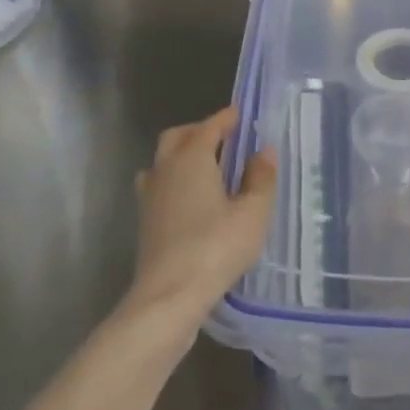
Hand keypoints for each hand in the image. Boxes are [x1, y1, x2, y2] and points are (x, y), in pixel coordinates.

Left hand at [131, 107, 276, 319]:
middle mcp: (166, 169)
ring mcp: (150, 196)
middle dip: (199, 131)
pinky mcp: (145, 221)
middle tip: (224, 138)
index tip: (240, 114)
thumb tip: (264, 151)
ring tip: (207, 167)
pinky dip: (174, 180)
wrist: (169, 296)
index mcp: (192, 158)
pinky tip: (191, 199)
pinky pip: (158, 185)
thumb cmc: (216, 247)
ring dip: (182, 155)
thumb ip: (261, 178)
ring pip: (163, 161)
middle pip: (177, 137)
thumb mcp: (252, 213)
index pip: (209, 126)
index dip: (226, 118)